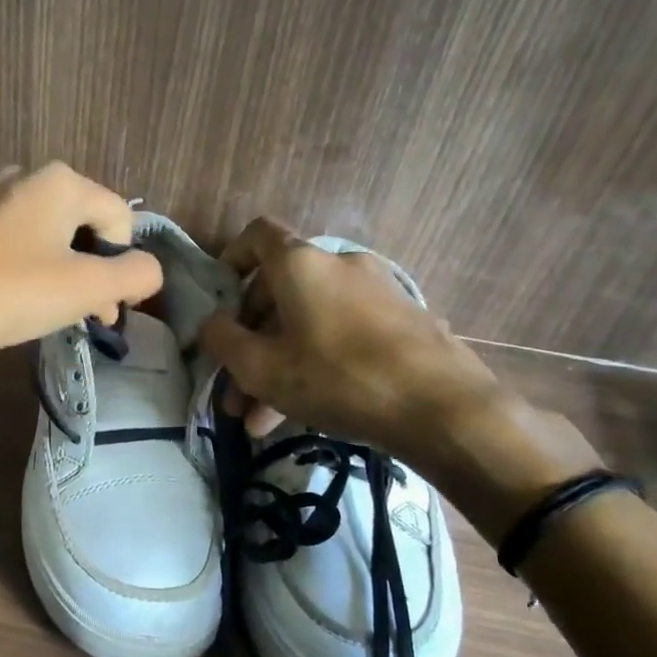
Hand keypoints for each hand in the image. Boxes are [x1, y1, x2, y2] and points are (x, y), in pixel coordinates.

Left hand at [0, 163, 162, 386]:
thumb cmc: (11, 294)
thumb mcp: (87, 288)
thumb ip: (135, 275)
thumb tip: (148, 270)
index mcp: (60, 180)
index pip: (120, 218)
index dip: (123, 265)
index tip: (108, 310)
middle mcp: (26, 177)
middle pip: (86, 225)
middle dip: (96, 271)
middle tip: (89, 316)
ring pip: (53, 237)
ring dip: (67, 275)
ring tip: (57, 314)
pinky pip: (19, 244)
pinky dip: (33, 271)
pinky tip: (21, 301)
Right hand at [196, 217, 504, 462]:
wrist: (445, 409)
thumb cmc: (339, 378)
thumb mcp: (262, 368)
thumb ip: (223, 341)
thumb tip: (211, 324)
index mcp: (302, 265)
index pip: (257, 235)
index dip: (231, 258)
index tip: (219, 296)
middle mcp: (339, 266)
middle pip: (279, 291)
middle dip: (250, 340)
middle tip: (234, 385)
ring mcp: (376, 293)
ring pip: (308, 323)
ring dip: (278, 365)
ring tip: (258, 421)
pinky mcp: (402, 322)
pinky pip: (341, 335)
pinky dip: (315, 364)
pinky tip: (301, 414)